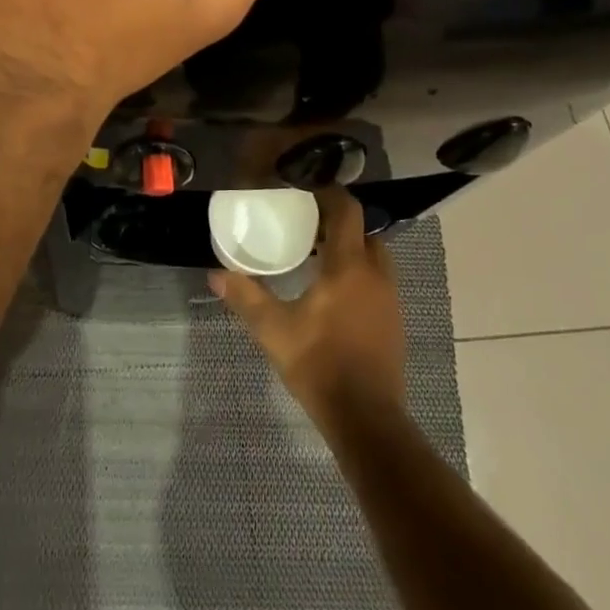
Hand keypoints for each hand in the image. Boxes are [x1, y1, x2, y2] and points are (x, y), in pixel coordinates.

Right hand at [210, 187, 407, 427]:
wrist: (366, 418)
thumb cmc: (319, 364)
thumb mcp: (274, 330)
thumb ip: (245, 297)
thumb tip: (215, 274)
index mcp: (348, 266)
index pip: (347, 210)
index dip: (328, 194)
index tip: (304, 191)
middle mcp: (375, 274)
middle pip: (363, 230)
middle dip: (337, 223)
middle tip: (306, 225)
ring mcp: (389, 298)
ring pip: (373, 255)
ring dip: (350, 248)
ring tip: (316, 256)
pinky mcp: (394, 320)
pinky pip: (377, 280)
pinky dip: (358, 272)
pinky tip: (333, 292)